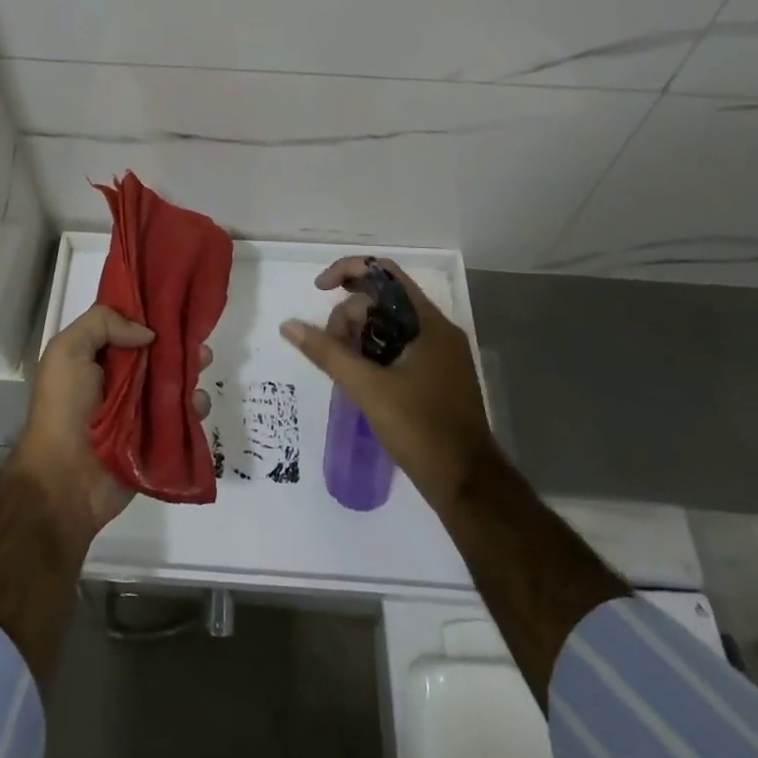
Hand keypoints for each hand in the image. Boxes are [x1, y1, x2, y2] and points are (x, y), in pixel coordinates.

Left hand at [13, 303, 212, 541]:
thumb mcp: (67, 351)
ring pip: (174, 380)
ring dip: (191, 368)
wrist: (65, 480)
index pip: (128, 326)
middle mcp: (120, 380)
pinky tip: (198, 401)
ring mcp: (140, 409)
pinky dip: (195, 405)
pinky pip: (183, 415)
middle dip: (178, 340)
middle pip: (156, 352)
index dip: (149, 312)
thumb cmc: (63, 409)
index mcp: (97, 357)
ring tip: (204, 360)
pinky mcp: (158, 437)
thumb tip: (147, 333)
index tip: (174, 299)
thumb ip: (102, 324)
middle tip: (196, 334)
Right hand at [280, 257, 497, 510]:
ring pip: (388, 324)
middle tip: (331, 348)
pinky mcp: (437, 376)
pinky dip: (373, 352)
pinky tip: (357, 376)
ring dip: (358, 335)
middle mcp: (436, 330)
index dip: (347, 271)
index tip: (319, 289)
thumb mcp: (368, 388)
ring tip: (342, 365)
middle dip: (348, 314)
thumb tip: (289, 325)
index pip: (384, 273)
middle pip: (383, 299)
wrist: (468, 486)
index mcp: (428, 323)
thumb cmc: (421, 429)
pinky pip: (398, 346)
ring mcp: (439, 354)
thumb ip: (327, 352)